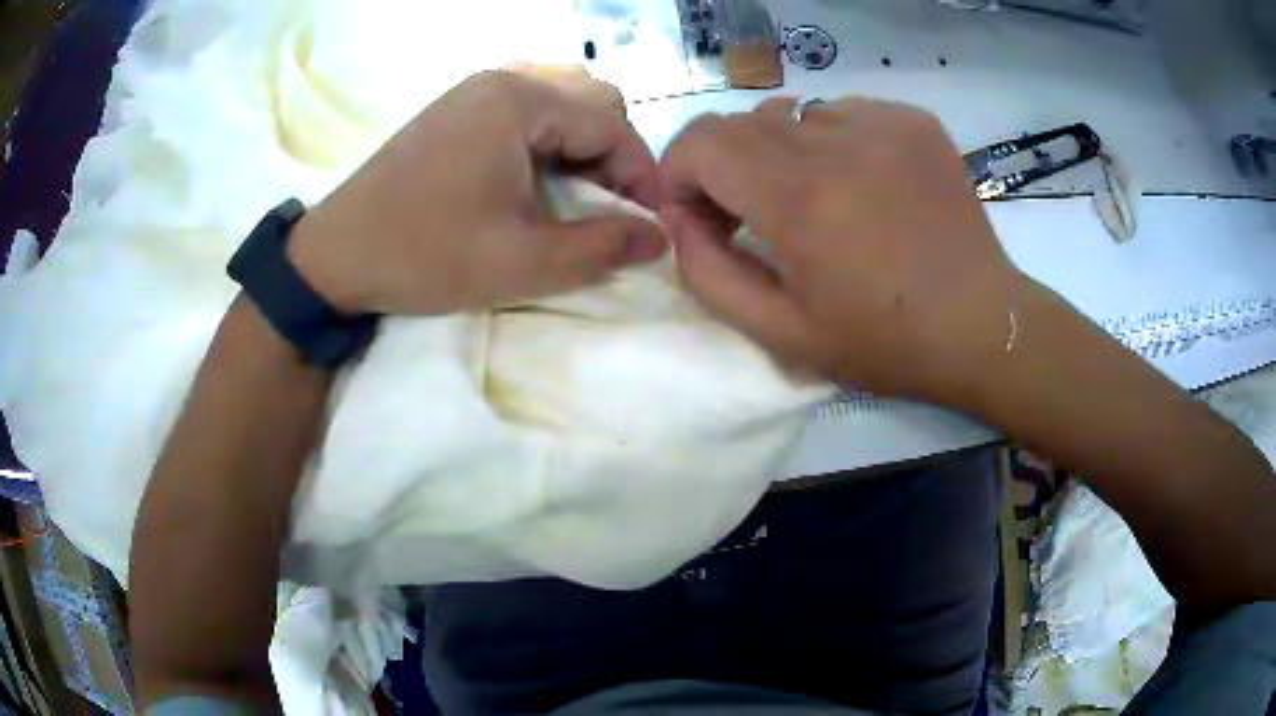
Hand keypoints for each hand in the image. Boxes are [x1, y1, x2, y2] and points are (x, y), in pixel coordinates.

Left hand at [289, 66, 666, 315]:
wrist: (336, 255)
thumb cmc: (426, 255)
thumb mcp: (523, 262)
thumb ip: (601, 247)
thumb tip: (659, 238)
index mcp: (519, 101)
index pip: (611, 123)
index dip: (640, 175)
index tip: (646, 225)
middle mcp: (502, 79)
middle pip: (590, 100)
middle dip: (613, 155)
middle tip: (606, 208)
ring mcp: (474, 90)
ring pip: (559, 101)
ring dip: (582, 144)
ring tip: (573, 195)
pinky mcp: (457, 108)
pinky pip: (525, 108)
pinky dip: (548, 139)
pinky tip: (534, 179)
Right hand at [660, 97, 1026, 401]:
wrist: (982, 326)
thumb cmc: (884, 342)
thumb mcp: (781, 333)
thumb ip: (708, 273)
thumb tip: (678, 219)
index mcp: (799, 201)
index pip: (700, 142)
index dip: (680, 172)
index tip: (700, 213)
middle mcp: (837, 145)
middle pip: (740, 122)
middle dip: (724, 165)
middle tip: (752, 214)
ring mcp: (882, 124)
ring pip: (791, 114)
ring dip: (781, 154)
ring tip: (816, 201)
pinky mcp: (913, 121)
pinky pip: (842, 113)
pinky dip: (831, 143)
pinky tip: (863, 186)